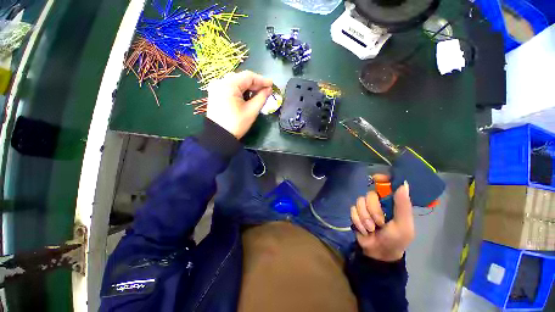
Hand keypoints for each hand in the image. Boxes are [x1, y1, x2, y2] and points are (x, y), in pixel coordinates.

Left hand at [206, 71, 272, 138]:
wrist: (220, 136)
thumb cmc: (237, 124)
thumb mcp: (252, 111)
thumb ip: (261, 97)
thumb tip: (269, 89)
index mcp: (228, 85)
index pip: (248, 76)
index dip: (262, 80)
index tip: (271, 84)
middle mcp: (219, 81)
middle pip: (241, 78)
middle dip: (255, 83)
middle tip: (266, 89)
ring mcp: (216, 87)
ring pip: (236, 81)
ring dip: (248, 86)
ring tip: (258, 93)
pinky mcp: (215, 93)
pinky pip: (230, 86)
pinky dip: (240, 90)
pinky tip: (247, 95)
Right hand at [350, 174, 414, 261]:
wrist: (379, 253)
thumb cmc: (396, 240)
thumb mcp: (403, 225)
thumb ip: (403, 205)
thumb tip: (403, 184)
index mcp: (391, 202)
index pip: (386, 184)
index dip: (381, 178)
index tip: (376, 178)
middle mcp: (377, 202)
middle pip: (370, 195)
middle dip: (373, 210)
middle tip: (379, 223)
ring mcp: (365, 207)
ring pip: (359, 202)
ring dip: (365, 218)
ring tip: (371, 229)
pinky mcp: (356, 213)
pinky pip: (352, 210)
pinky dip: (358, 221)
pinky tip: (364, 230)